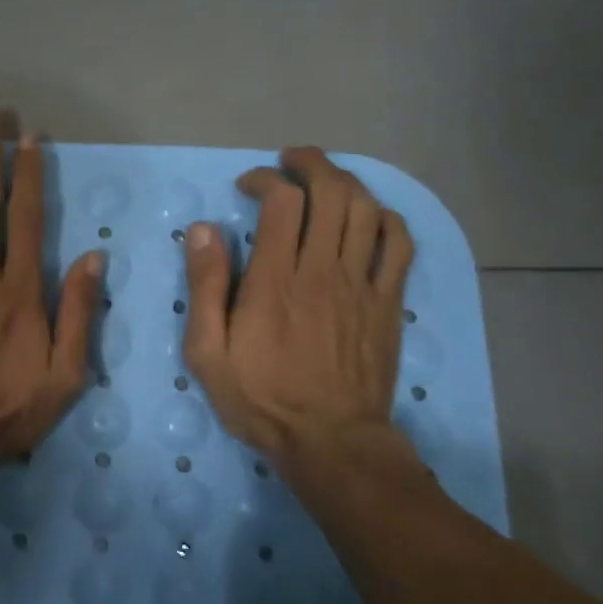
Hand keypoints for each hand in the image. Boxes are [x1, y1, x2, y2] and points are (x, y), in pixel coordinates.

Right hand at [181, 146, 414, 474]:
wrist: (331, 442)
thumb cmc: (261, 397)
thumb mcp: (208, 351)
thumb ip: (205, 286)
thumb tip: (203, 230)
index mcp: (275, 279)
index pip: (282, 201)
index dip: (266, 179)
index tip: (249, 186)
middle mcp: (322, 270)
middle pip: (331, 192)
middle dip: (310, 164)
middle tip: (291, 161)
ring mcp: (361, 284)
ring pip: (366, 209)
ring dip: (346, 181)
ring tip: (325, 178)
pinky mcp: (387, 302)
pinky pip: (399, 244)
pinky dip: (386, 217)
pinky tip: (369, 215)